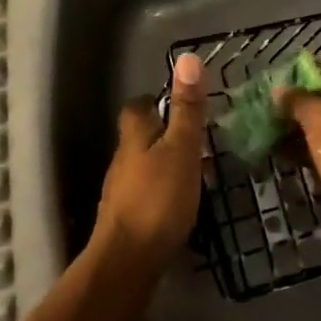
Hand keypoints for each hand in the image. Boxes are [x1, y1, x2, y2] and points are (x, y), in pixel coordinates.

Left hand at [95, 51, 205, 269]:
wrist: (127, 263)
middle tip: (198, 139)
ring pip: (146, 167)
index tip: (179, 103)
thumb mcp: (182, 148)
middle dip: (166, 135)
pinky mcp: (127, 221)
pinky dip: (165, 192)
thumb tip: (187, 58)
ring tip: (199, 171)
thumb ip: (187, 108)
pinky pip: (148, 195)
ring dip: (168, 165)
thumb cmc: (158, 199)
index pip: (137, 107)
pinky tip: (183, 204)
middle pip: (142, 137)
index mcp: (134, 137)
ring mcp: (122, 192)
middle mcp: (123, 160)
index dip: (156, 101)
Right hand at [279, 59, 320, 259]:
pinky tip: (289, 156)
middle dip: (309, 102)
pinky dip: (318, 151)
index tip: (287, 81)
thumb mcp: (319, 117)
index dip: (314, 70)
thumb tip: (279, 90)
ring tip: (277, 131)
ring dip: (309, 129)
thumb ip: (298, 100)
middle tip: (280, 107)